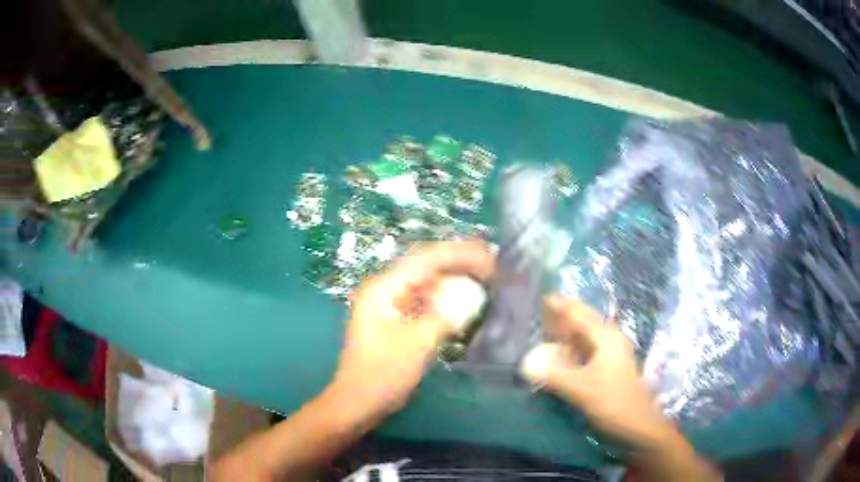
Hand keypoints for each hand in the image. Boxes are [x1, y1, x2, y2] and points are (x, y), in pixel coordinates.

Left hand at [330, 240, 495, 421]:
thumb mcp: (417, 344)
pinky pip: (425, 302)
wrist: (359, 402)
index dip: (459, 255)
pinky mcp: (396, 321)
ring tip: (483, 277)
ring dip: (454, 280)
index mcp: (383, 289)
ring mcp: (389, 305)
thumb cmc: (382, 374)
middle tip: (491, 265)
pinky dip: (445, 299)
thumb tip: (469, 299)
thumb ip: (444, 316)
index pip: (425, 260)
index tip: (488, 259)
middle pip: (426, 267)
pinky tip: (464, 301)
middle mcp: (385, 290)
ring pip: (427, 284)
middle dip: (459, 264)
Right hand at [521, 295, 670, 444]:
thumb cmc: (612, 401)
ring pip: (587, 336)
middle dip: (567, 314)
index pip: (581, 316)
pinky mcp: (610, 366)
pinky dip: (574, 347)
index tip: (546, 297)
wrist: (637, 423)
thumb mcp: (581, 389)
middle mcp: (611, 340)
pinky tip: (563, 352)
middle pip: (586, 321)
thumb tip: (527, 364)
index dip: (563, 307)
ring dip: (570, 332)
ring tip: (550, 327)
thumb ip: (554, 375)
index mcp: (607, 338)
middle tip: (546, 308)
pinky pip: (588, 349)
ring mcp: (612, 353)